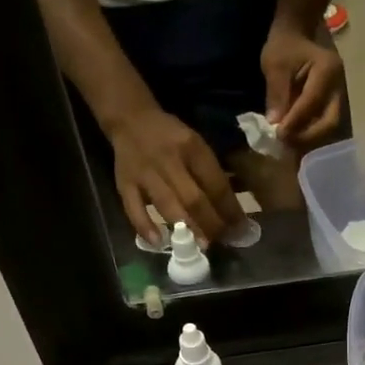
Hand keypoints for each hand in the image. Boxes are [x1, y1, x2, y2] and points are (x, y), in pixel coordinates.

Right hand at [107, 105, 243, 244]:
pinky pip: (133, 208)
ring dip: (186, 228)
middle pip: (193, 198)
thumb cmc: (171, 137)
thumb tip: (231, 209)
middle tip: (222, 241)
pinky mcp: (124, 183)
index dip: (230, 209)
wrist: (130, 118)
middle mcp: (168, 160)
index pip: (215, 183)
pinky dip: (145, 226)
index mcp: (191, 147)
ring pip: (167, 205)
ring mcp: (145, 173)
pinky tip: (158, 242)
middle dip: (211, 224)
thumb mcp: (196, 144)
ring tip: (200, 246)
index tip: (240, 228)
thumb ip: (210, 172)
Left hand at [261, 24, 343, 148]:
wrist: (298, 34)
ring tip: (289, 144)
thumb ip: (276, 93)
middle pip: (330, 121)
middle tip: (286, 143)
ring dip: (310, 139)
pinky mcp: (334, 105)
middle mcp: (340, 86)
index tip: (278, 134)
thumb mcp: (275, 64)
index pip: (313, 102)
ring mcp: (340, 97)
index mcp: (328, 69)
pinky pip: (325, 125)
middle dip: (307, 136)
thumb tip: (275, 123)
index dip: (296, 121)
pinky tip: (296, 139)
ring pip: (330, 127)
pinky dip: (311, 135)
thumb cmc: (285, 45)